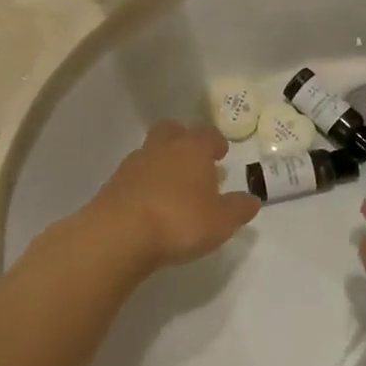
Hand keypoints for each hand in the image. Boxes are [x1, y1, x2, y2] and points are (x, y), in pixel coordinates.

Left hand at [85, 120, 259, 274]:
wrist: (119, 235)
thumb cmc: (180, 220)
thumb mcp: (221, 221)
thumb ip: (239, 209)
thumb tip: (253, 200)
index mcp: (192, 149)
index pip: (207, 134)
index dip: (215, 142)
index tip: (220, 152)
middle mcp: (162, 148)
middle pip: (172, 130)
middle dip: (183, 139)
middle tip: (193, 160)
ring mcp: (133, 165)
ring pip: (150, 152)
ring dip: (162, 163)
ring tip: (172, 189)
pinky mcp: (113, 185)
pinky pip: (134, 177)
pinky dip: (144, 185)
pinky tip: (150, 206)